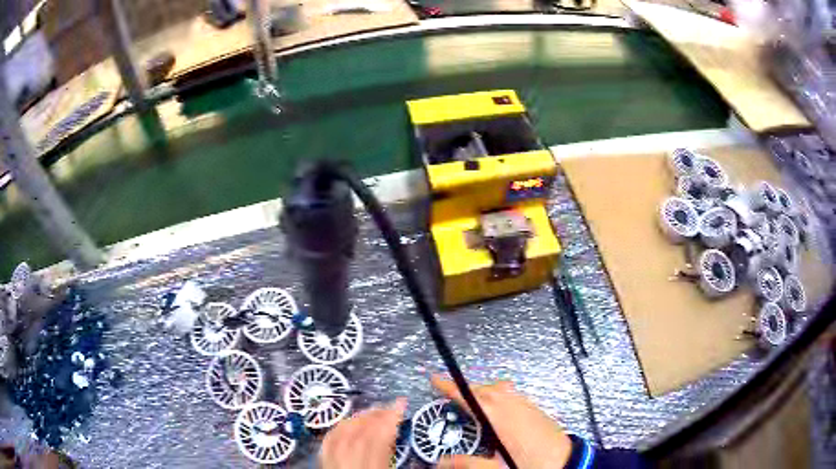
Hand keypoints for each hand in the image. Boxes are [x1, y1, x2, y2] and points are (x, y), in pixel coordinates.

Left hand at [320, 398, 406, 468]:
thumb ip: (403, 464)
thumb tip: (436, 462)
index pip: (378, 440)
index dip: (390, 419)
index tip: (401, 404)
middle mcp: (347, 467)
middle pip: (357, 434)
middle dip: (375, 416)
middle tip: (390, 407)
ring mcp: (332, 467)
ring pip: (339, 436)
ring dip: (357, 419)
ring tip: (372, 412)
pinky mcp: (324, 467)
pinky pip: (327, 444)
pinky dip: (338, 429)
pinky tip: (347, 425)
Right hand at [432, 375, 571, 468]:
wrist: (567, 461)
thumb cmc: (533, 464)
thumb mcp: (497, 468)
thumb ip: (468, 464)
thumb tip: (441, 463)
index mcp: (502, 419)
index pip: (472, 397)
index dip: (451, 387)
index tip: (436, 379)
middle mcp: (514, 406)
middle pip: (485, 389)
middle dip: (465, 388)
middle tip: (449, 393)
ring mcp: (527, 405)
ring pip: (500, 389)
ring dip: (482, 390)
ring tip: (470, 401)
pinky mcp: (536, 408)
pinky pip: (512, 394)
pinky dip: (498, 395)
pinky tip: (496, 409)